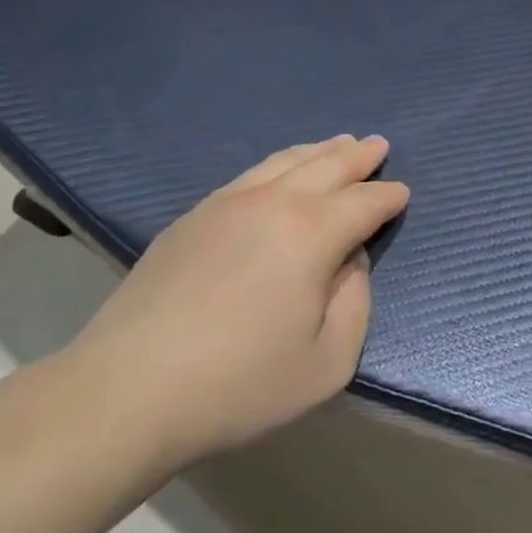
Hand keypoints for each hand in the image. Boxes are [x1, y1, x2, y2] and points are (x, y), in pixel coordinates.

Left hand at [66, 136, 408, 468]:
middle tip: (378, 145)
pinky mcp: (194, 216)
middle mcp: (275, 203)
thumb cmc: (240, 384)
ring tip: (339, 143)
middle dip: (359, 156)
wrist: (130, 389)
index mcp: (313, 234)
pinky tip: (282, 170)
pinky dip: (281, 163)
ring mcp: (229, 203)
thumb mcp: (327, 363)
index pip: (364, 203)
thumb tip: (349, 261)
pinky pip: (251, 174)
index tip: (401, 194)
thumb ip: (355, 303)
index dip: (388, 197)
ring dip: (320, 151)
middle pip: (328, 166)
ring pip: (286, 161)